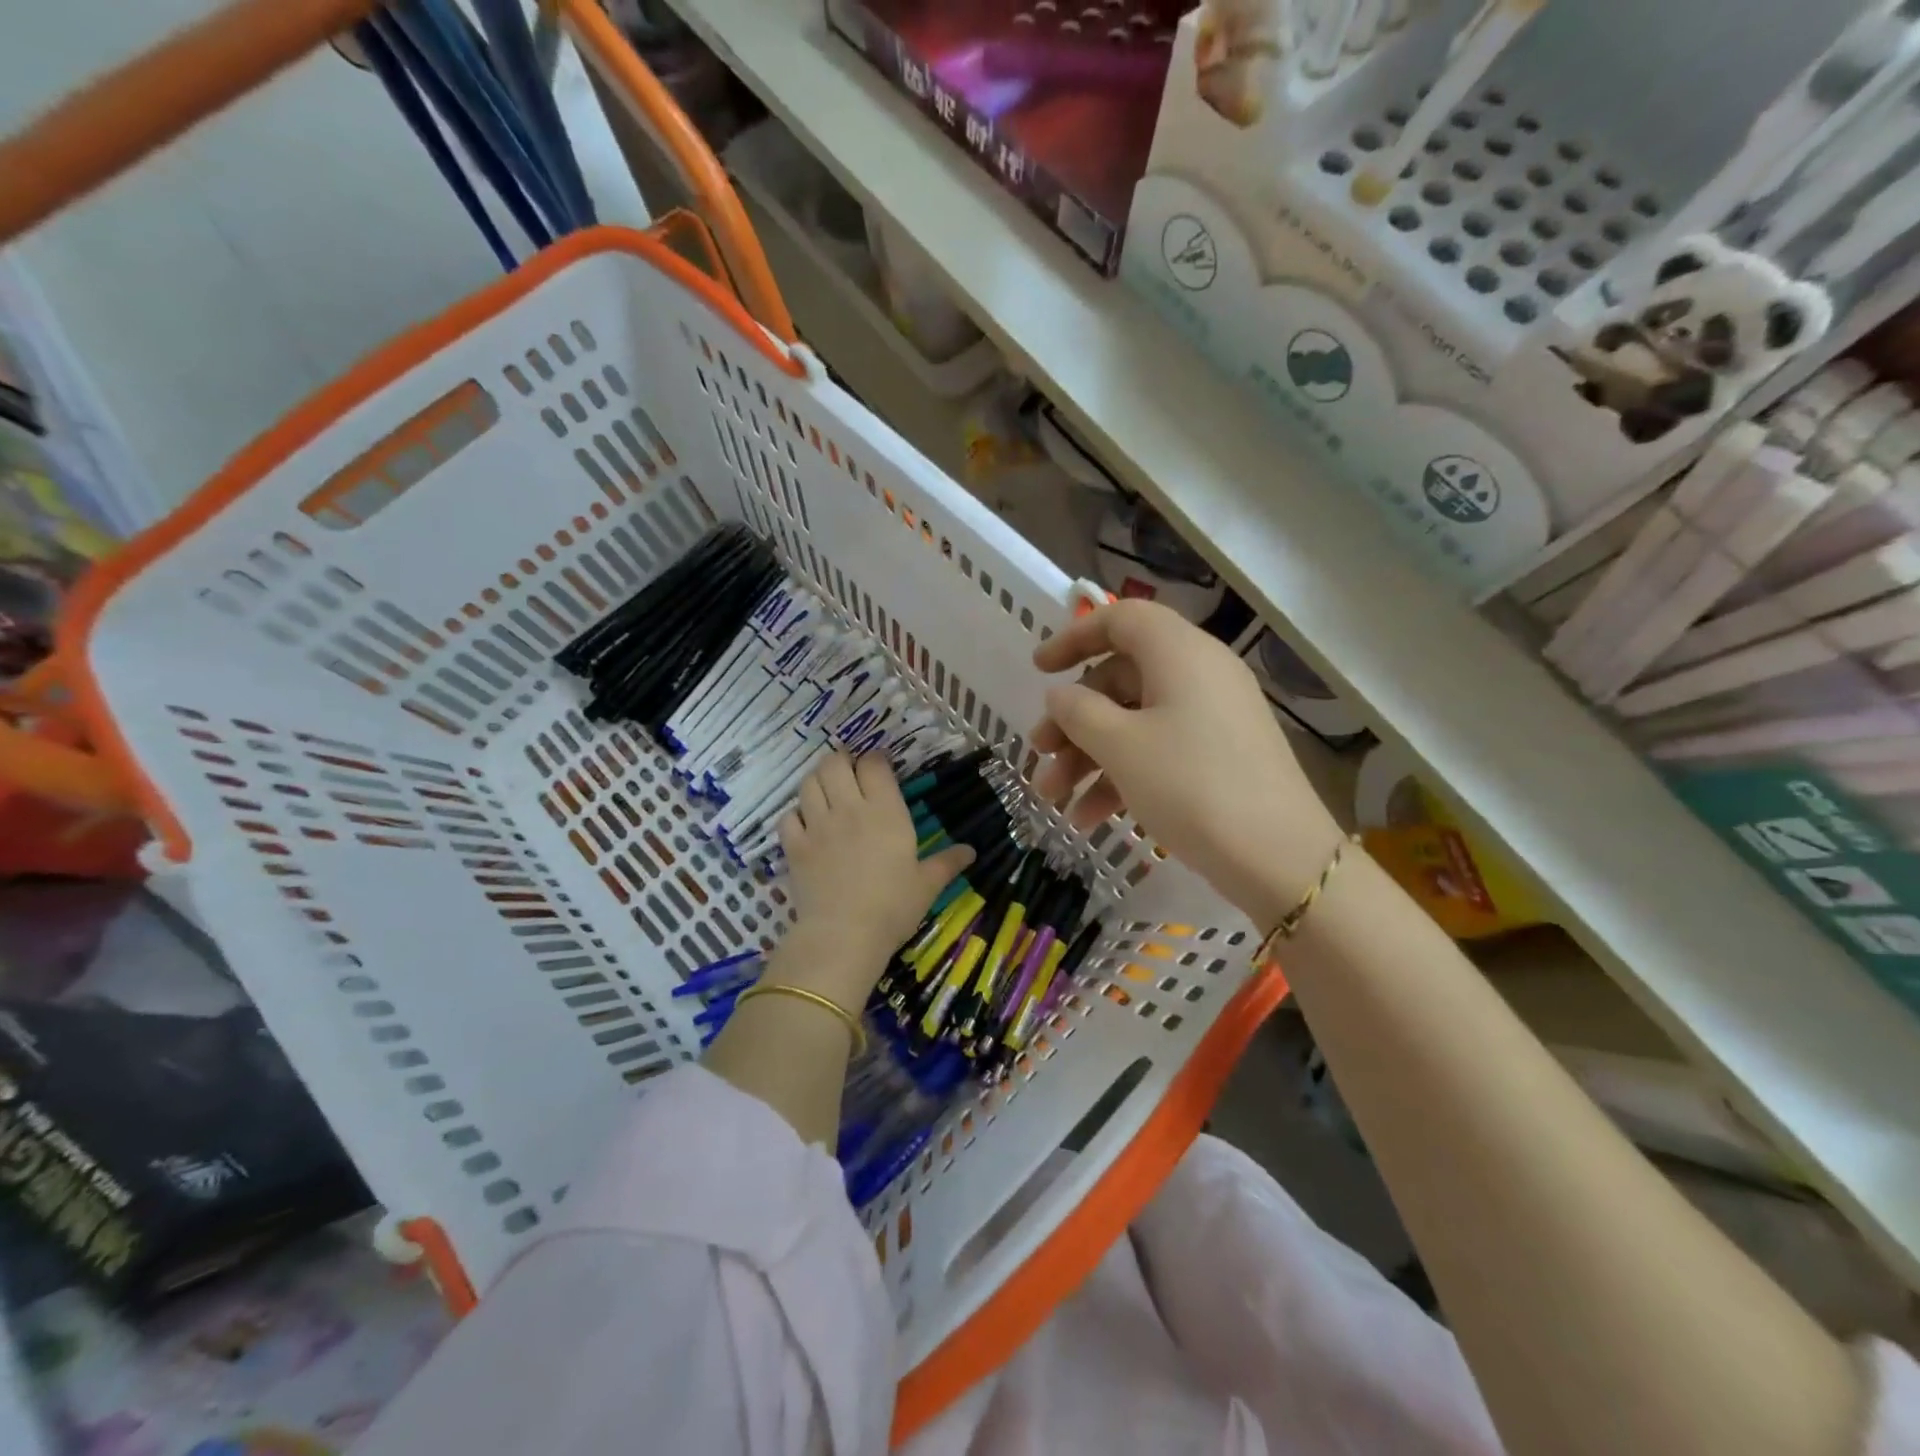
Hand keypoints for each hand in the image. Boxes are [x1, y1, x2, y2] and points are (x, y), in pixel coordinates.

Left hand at [776, 753, 974, 1000]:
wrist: (845, 935)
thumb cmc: (893, 907)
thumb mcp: (927, 885)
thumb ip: (947, 862)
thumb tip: (971, 851)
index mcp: (886, 812)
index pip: (874, 765)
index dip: (875, 760)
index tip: (879, 767)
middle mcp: (849, 808)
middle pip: (835, 763)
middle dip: (841, 760)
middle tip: (848, 770)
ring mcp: (817, 825)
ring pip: (808, 783)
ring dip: (816, 780)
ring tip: (826, 789)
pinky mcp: (794, 846)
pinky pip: (787, 816)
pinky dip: (794, 814)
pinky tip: (804, 823)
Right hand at [1030, 600, 1341, 928]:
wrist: (1278, 857)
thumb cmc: (1191, 786)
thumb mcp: (1121, 746)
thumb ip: (1078, 712)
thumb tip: (1061, 695)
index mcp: (1179, 653)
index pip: (1120, 619)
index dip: (1074, 638)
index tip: (1038, 669)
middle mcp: (1199, 674)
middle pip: (1120, 679)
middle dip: (1073, 719)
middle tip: (1040, 753)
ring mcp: (1212, 717)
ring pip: (1135, 721)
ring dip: (1089, 756)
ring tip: (1054, 799)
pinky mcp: (1219, 755)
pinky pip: (1159, 749)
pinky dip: (1122, 775)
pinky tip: (1090, 818)